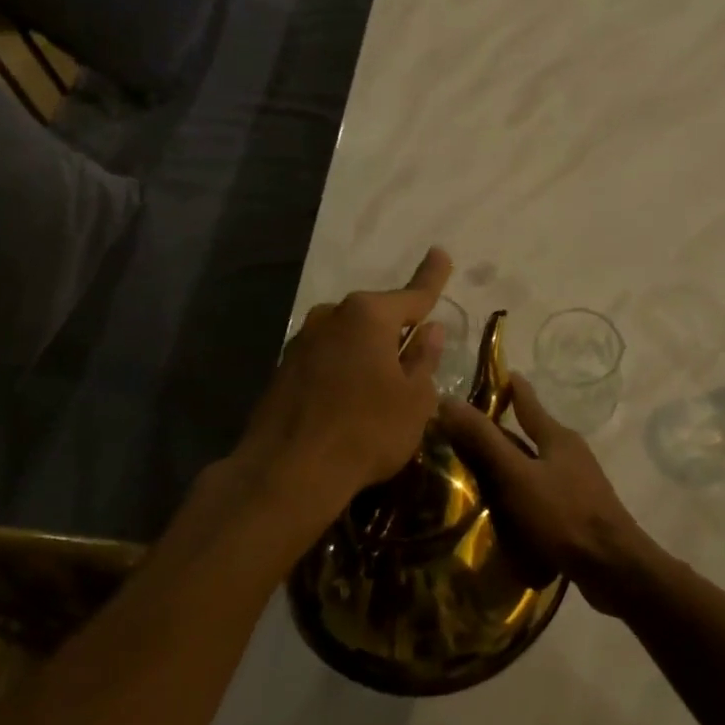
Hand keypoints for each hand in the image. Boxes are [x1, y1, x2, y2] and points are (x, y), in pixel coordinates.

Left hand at [234, 248, 452, 531]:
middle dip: (396, 329)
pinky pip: (327, 357)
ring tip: (380, 387)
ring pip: (349, 337)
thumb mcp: (414, 400)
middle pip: (376, 316)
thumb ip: (424, 359)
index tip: (441, 252)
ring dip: (367, 351)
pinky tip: (348, 400)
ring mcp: (303, 340)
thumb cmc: (366, 431)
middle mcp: (332, 315)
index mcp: (369, 315)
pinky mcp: (284, 367)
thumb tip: (430, 331)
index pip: (413, 294)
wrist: (287, 472)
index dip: (432, 277)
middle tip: (414, 354)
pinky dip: (343, 369)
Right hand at [437, 374, 655, 614]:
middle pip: (530, 434)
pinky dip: (520, 493)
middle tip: (463, 433)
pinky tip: (503, 509)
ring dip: (509, 466)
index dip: (507, 386)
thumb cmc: (563, 514)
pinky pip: (541, 493)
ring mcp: (577, 483)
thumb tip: (449, 400)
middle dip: (500, 432)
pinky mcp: (578, 512)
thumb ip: (484, 440)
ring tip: (475, 473)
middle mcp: (569, 453)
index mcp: (556, 436)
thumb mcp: (516, 475)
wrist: (614, 568)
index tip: (487, 376)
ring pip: (535, 465)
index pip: (526, 400)